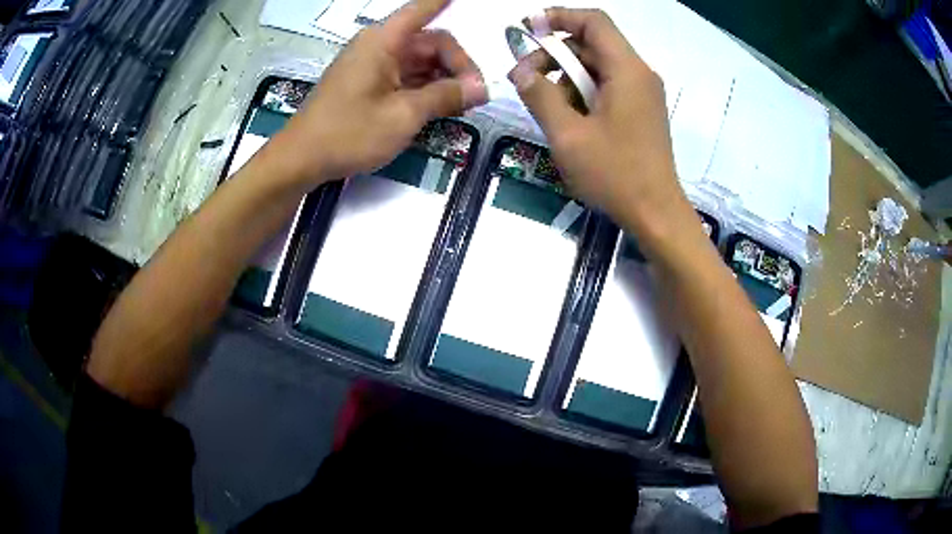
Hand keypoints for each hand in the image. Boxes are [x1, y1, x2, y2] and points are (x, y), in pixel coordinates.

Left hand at [265, 0, 486, 186]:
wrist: (301, 160)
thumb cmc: (348, 133)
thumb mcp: (403, 116)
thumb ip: (445, 97)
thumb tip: (481, 89)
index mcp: (384, 41)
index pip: (423, 9)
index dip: (444, 2)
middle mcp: (378, 47)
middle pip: (429, 42)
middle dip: (456, 64)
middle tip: (476, 96)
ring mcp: (371, 66)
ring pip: (419, 62)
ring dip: (443, 79)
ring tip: (462, 106)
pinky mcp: (366, 85)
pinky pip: (404, 77)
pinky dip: (424, 89)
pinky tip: (439, 107)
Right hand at [508, 8, 685, 234]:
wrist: (656, 214)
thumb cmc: (615, 175)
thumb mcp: (568, 135)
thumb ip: (540, 96)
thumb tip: (520, 71)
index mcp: (627, 70)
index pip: (594, 22)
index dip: (558, 16)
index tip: (526, 28)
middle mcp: (639, 74)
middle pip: (592, 44)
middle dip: (554, 55)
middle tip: (524, 79)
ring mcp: (643, 93)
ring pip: (597, 68)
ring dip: (566, 78)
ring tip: (546, 108)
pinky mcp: (641, 111)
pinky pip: (607, 87)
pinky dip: (582, 93)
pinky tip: (568, 119)